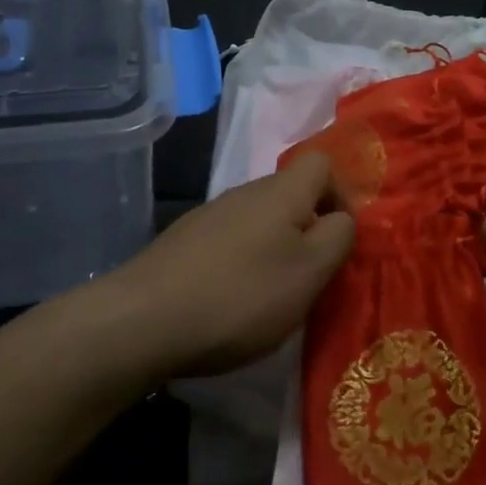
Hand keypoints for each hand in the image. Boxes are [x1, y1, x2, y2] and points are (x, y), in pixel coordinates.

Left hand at [109, 152, 355, 379]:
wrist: (143, 321)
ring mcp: (210, 215)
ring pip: (260, 220)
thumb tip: (342, 217)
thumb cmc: (241, 295)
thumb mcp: (310, 272)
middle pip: (291, 195)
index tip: (339, 240)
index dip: (340, 195)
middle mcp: (245, 192)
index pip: (322, 163)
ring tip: (271, 297)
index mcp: (281, 191)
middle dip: (308, 230)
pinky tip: (231, 302)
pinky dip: (242, 265)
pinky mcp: (184, 242)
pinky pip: (231, 242)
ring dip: (275, 250)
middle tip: (309, 277)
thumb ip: (338, 237)